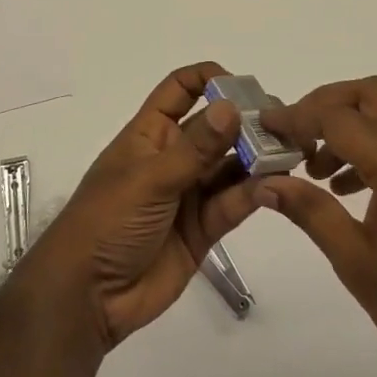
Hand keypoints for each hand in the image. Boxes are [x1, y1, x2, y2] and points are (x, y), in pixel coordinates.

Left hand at [18, 63, 261, 352]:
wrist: (87, 297)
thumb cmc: (107, 221)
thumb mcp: (150, 178)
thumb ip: (196, 148)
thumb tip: (232, 106)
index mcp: (151, 133)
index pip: (180, 90)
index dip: (208, 79)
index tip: (243, 85)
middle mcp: (173, 157)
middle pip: (215, 128)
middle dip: (246, 121)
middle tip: (285, 122)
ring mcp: (189, 193)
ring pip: (230, 166)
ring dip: (256, 158)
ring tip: (290, 152)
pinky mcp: (203, 229)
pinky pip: (232, 203)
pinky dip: (253, 194)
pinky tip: (275, 186)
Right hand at [258, 76, 376, 376]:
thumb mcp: (355, 261)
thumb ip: (309, 210)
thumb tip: (265, 183)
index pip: (339, 118)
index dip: (297, 117)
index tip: (265, 126)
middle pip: (372, 94)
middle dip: (327, 103)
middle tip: (295, 134)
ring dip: (351, 123)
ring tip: (316, 167)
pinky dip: (374, 144)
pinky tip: (348, 188)